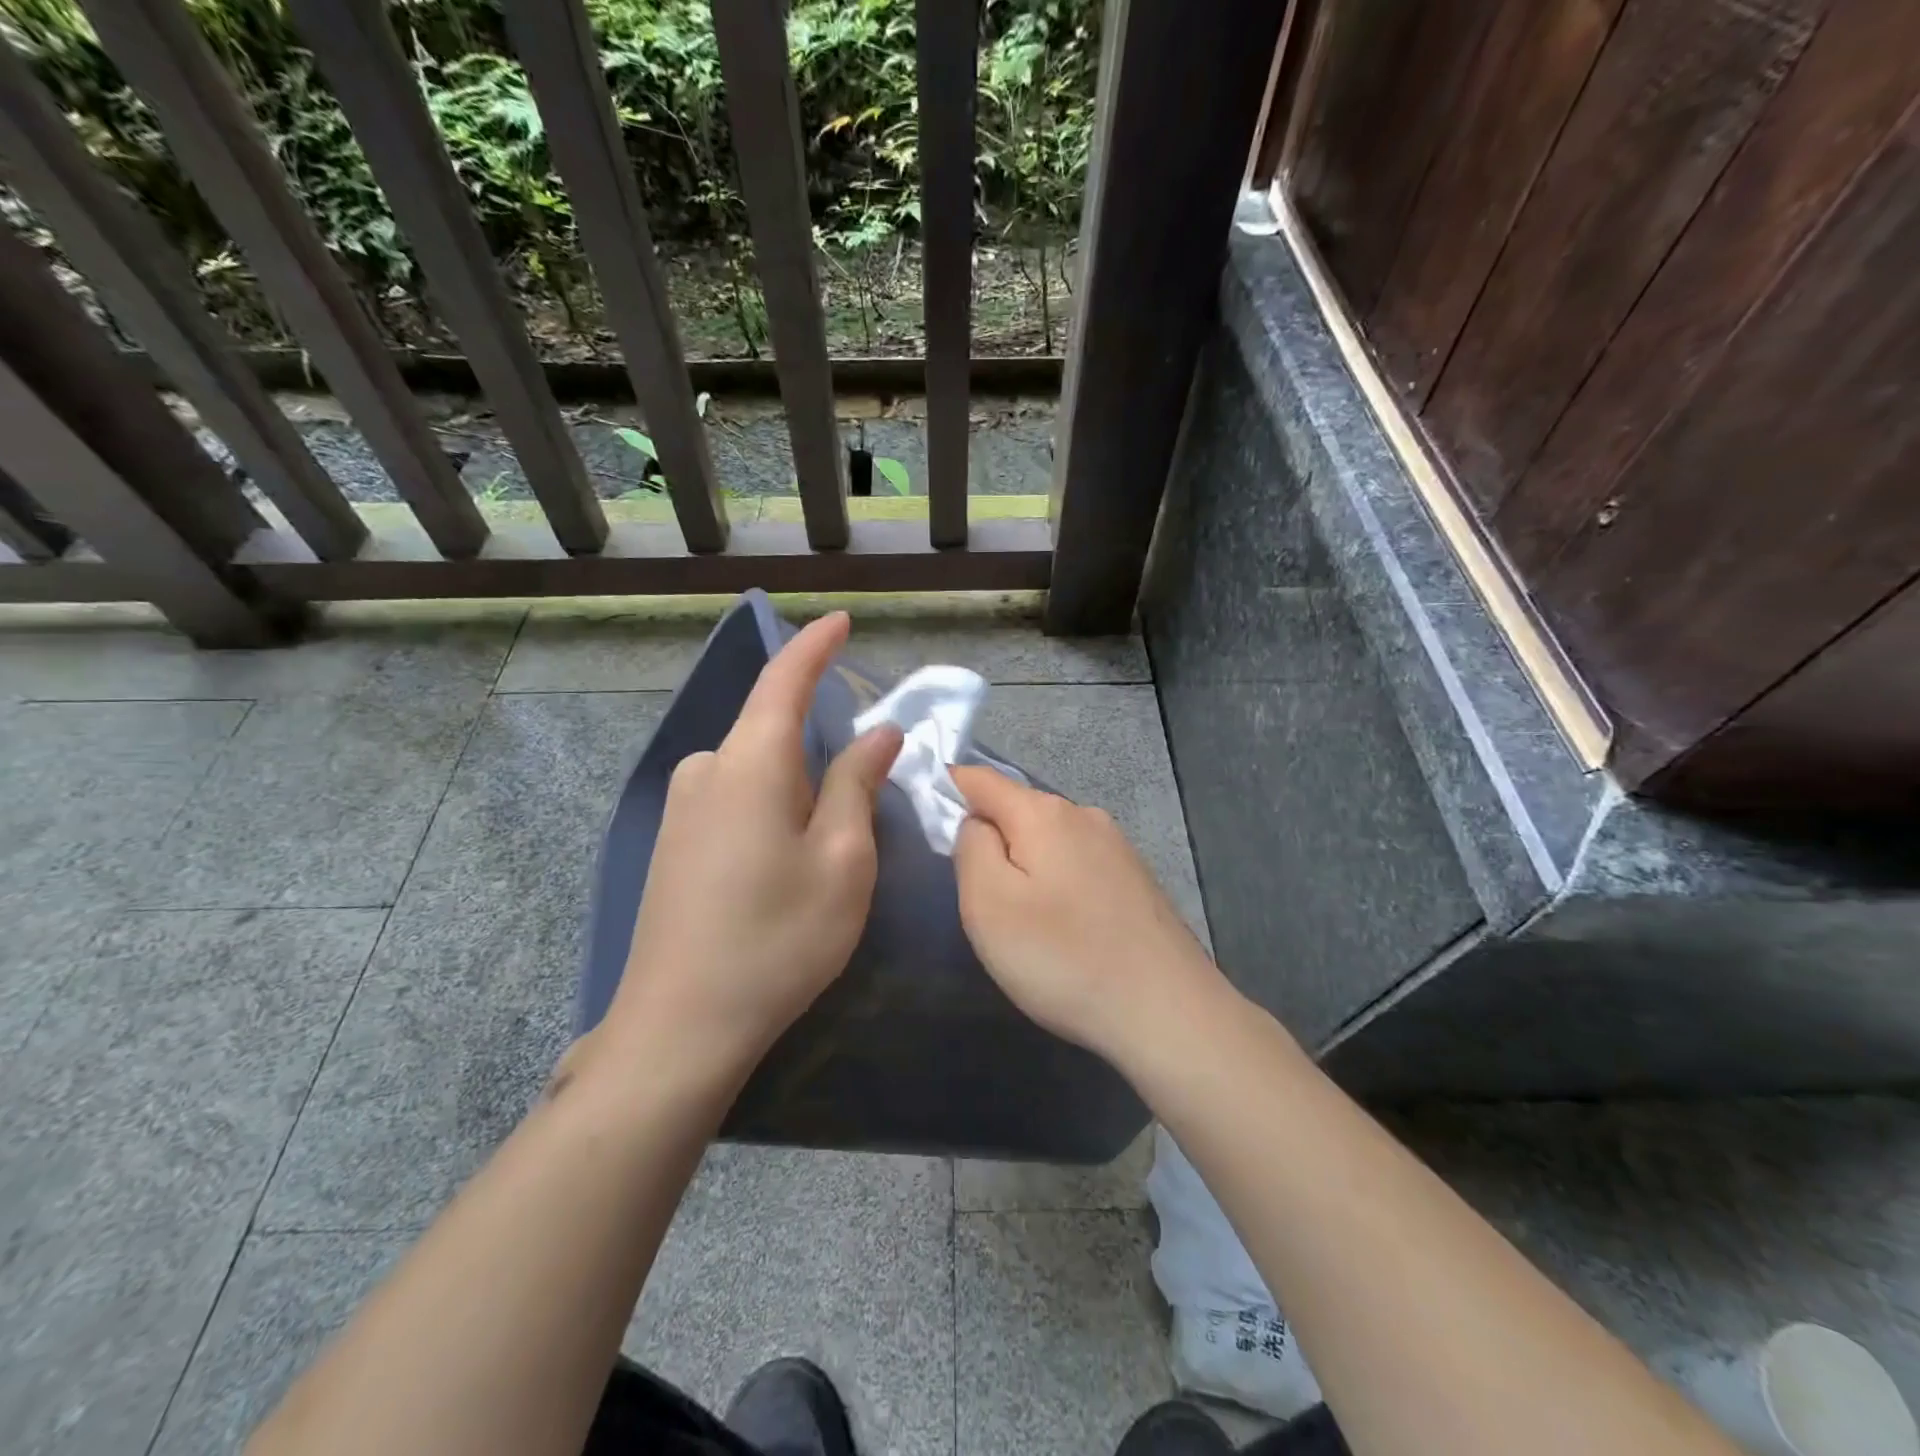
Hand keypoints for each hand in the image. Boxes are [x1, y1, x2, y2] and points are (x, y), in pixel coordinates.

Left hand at [596, 613, 902, 1081]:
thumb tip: (879, 733)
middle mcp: (706, 770)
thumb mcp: (841, 861)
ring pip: (755, 772)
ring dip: (795, 790)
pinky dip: (768, 810)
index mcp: (750, 763)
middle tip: (857, 808)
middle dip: (819, 752)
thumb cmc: (778, 939)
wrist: (679, 1028)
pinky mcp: (671, 844)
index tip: (840, 620)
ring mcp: (681, 809)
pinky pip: (732, 800)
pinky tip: (778, 867)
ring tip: (820, 853)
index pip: (784, 681)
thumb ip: (857, 785)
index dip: (815, 647)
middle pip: (773, 734)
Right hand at [951, 764, 1221, 1065]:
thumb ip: (971, 847)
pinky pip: (1077, 864)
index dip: (947, 789)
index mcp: (1043, 813)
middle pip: (1017, 810)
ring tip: (1023, 921)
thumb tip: (975, 822)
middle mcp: (1084, 815)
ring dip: (1025, 865)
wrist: (1167, 1011)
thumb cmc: (1064, 957)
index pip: (980, 779)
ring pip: (1049, 839)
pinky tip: (1065, 928)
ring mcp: (1117, 846)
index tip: (926, 817)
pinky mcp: (1135, 879)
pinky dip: (1057, 883)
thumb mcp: (989, 904)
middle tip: (979, 898)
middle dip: (990, 840)